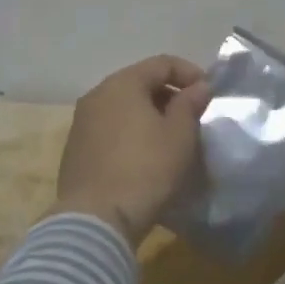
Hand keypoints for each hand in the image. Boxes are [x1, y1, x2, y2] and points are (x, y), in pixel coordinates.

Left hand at [52, 55, 212, 245]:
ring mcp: (81, 122)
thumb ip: (190, 104)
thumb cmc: (145, 169)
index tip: (209, 93)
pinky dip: (131, 133)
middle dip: (169, 95)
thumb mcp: (179, 135)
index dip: (190, 73)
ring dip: (149, 115)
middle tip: (192, 117)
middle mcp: (97, 95)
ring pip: (123, 107)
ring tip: (171, 138)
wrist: (96, 219)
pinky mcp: (75, 149)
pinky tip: (145, 155)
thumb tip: (198, 86)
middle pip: (139, 83)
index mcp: (122, 84)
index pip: (161, 63)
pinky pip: (110, 129)